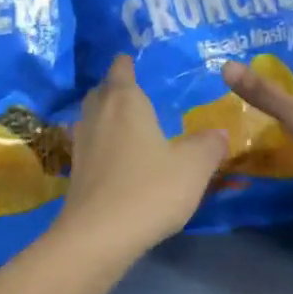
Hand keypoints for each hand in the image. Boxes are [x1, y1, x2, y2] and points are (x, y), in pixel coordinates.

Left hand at [54, 55, 227, 259]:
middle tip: (135, 91)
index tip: (133, 58)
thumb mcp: (193, 166)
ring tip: (127, 122)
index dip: (127, 62)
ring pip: (92, 117)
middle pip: (102, 91)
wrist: (99, 235)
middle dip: (115, 87)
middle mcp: (97, 114)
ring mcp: (81, 142)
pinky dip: (101, 142)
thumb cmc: (149, 189)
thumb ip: (208, 145)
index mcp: (125, 101)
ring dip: (105, 115)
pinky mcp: (75, 170)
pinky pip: (89, 144)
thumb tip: (218, 133)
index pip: (121, 69)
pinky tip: (116, 156)